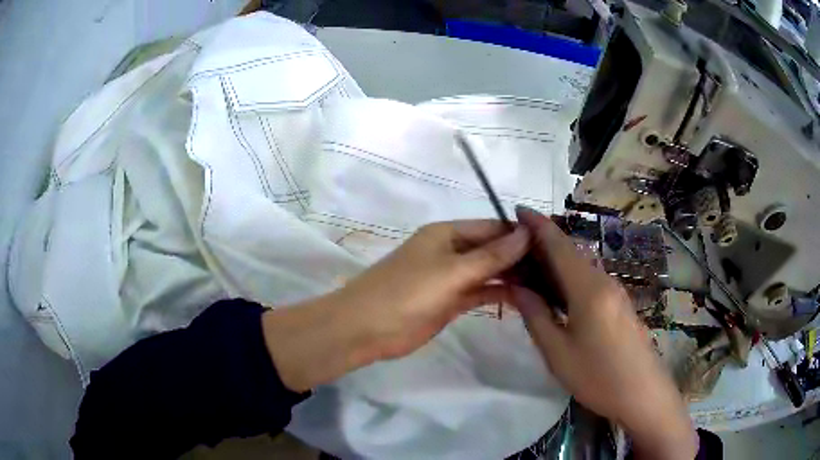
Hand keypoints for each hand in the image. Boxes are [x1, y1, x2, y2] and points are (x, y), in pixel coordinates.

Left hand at [262, 220, 530, 391]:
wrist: (365, 329)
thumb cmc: (406, 293)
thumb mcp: (452, 272)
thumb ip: (491, 256)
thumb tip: (527, 234)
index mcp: (448, 234)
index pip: (493, 228)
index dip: (522, 234)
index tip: (555, 244)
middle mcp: (452, 251)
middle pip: (494, 250)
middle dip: (522, 258)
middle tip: (558, 270)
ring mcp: (451, 278)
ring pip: (490, 272)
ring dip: (515, 277)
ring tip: (549, 285)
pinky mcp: (450, 301)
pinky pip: (481, 293)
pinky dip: (500, 295)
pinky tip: (525, 299)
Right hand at [511, 207, 697, 459]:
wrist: (643, 394)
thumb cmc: (598, 377)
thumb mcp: (558, 353)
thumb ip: (536, 316)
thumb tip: (517, 287)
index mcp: (589, 288)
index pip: (560, 246)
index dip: (538, 225)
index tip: (517, 210)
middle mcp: (604, 281)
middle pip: (571, 253)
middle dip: (543, 244)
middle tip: (513, 248)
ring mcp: (615, 292)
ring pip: (581, 267)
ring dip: (555, 262)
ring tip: (528, 268)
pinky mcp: (620, 305)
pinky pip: (590, 281)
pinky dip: (569, 278)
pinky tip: (556, 292)